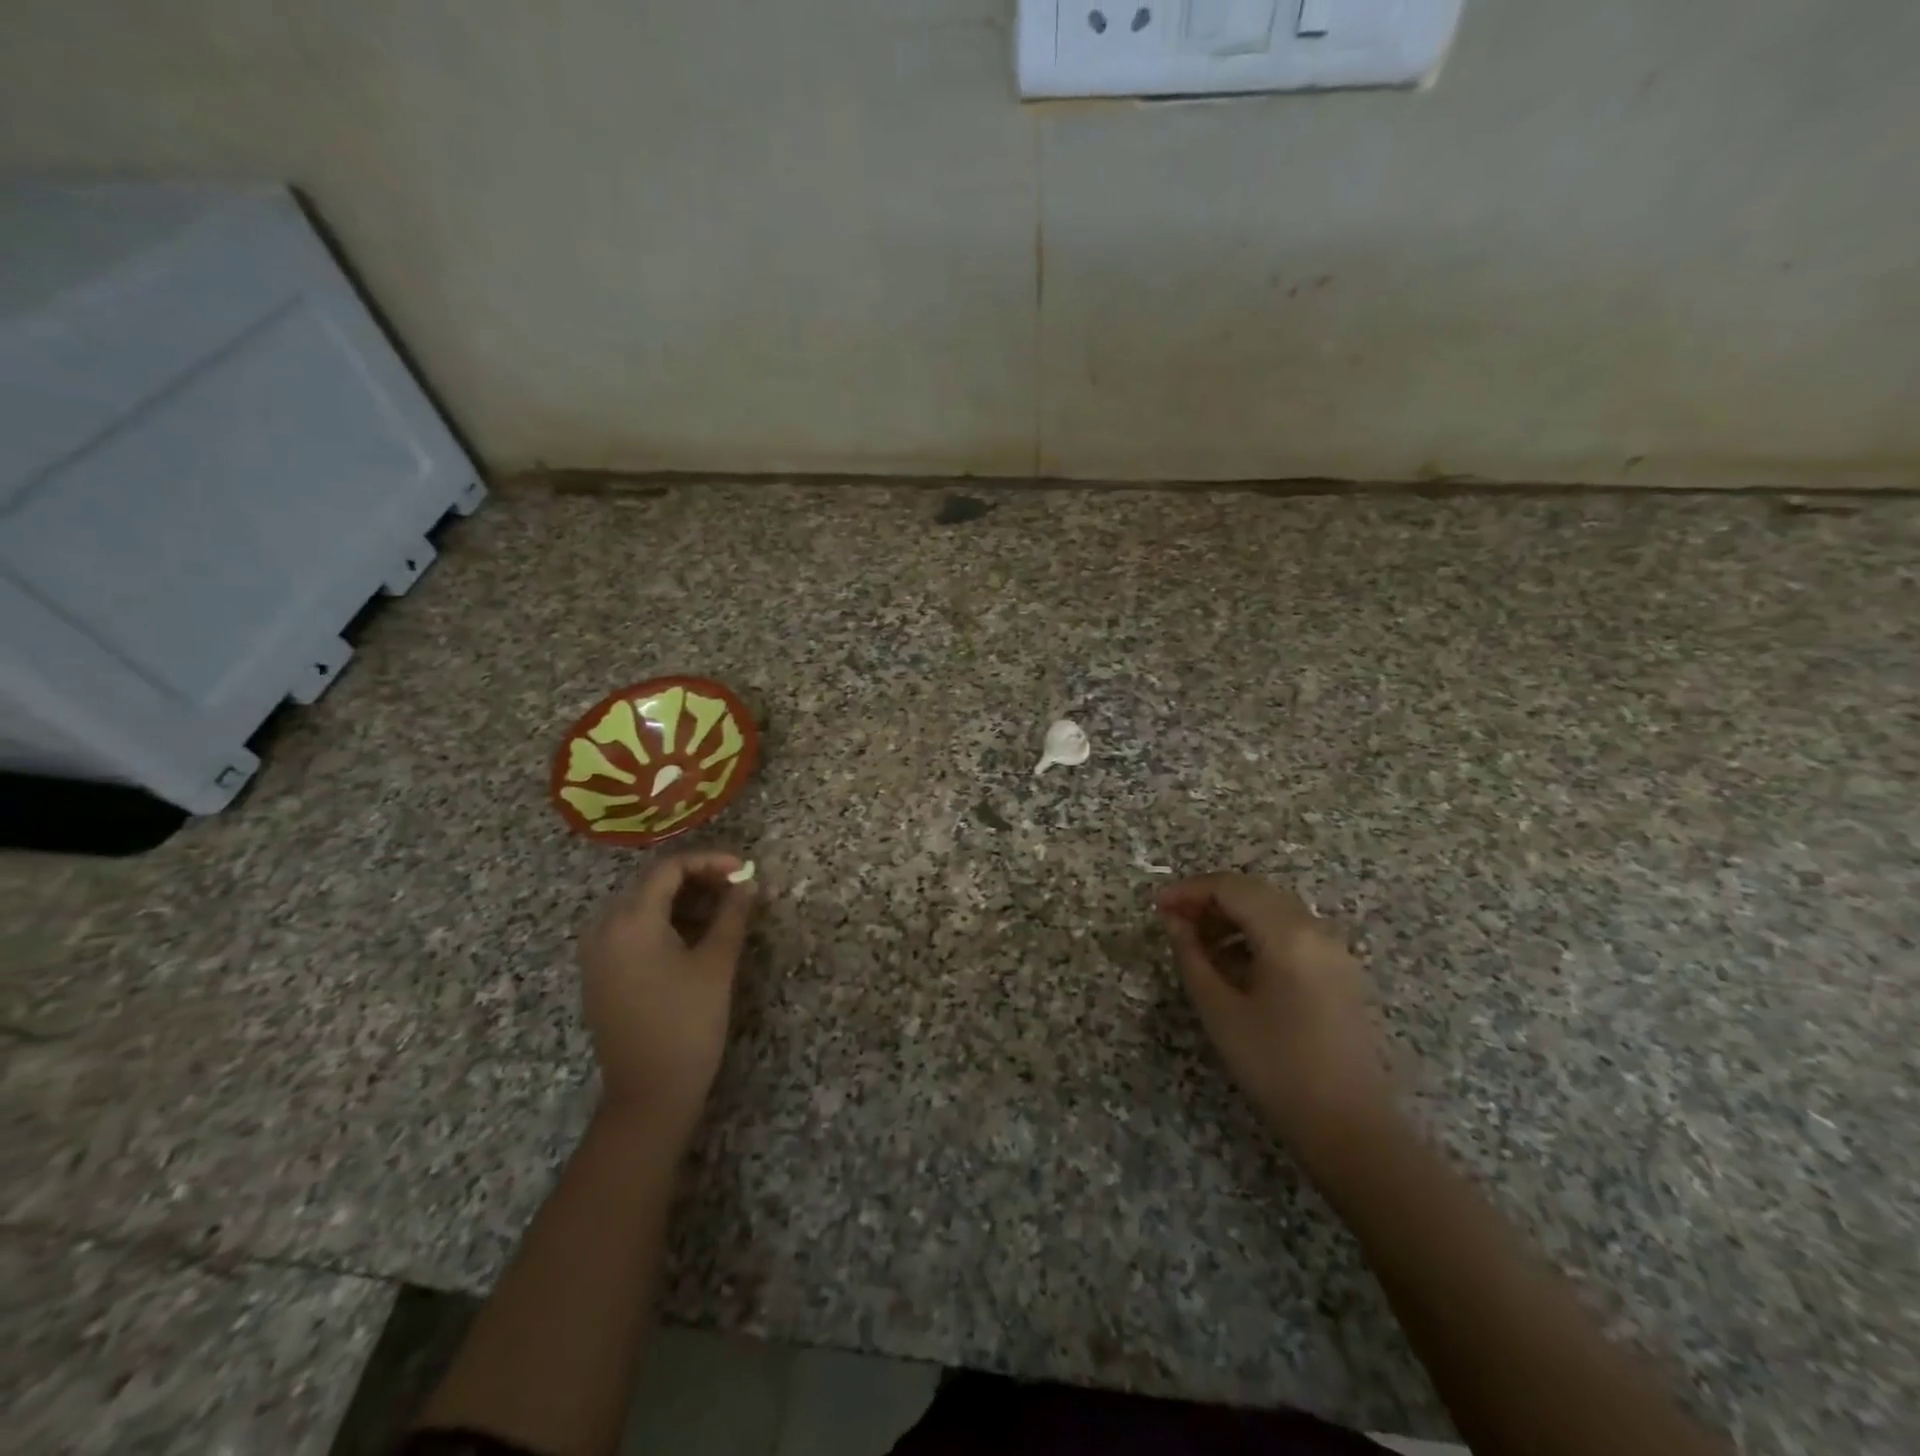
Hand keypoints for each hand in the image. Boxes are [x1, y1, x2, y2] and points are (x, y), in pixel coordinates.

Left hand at [578, 852, 754, 1141]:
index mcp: (630, 921)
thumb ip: (732, 915)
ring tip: (721, 907)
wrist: (649, 1095)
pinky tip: (692, 933)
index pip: (669, 868)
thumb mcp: (717, 963)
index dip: (710, 861)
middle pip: (651, 883)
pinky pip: (630, 930)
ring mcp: (596, 953)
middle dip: (697, 877)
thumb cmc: (688, 1024)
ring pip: (640, 906)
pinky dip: (663, 921)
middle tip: (736, 886)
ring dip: (681, 899)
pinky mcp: (599, 974)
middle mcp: (604, 928)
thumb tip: (747, 884)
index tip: (744, 869)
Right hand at [1158, 873, 1397, 1159]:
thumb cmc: (1276, 1067)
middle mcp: (1315, 929)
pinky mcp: (1341, 973)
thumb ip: (1191, 956)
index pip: (1230, 887)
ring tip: (1199, 947)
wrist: (1350, 1129)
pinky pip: (1292, 934)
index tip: (1156, 907)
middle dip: (1210, 900)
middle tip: (1174, 923)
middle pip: (1254, 892)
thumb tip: (1174, 921)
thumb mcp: (1219, 1010)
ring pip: (1274, 911)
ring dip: (1233, 917)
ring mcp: (1334, 950)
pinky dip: (1258, 936)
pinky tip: (1235, 966)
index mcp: (1287, 933)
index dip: (1189, 891)